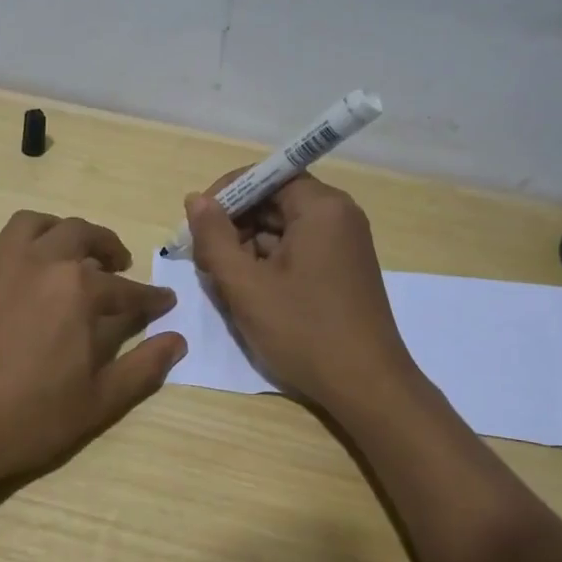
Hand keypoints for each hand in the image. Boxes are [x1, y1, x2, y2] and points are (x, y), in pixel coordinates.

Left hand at [0, 210, 186, 490]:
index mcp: (78, 290)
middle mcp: (37, 265)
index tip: (164, 302)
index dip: (150, 298)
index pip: (125, 289)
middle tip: (115, 263)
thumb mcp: (98, 402)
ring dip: (49, 228)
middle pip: (78, 235)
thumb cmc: (29, 420)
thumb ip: (143, 368)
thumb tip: (177, 340)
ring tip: (59, 245)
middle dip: (104, 244)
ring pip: (24, 227)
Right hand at [184, 175, 417, 412]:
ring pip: (283, 229)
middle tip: (204, 259)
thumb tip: (195, 200)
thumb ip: (214, 237)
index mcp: (322, 208)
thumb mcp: (246, 285)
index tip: (196, 222)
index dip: (227, 193)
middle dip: (234, 225)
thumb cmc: (303, 331)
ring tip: (223, 282)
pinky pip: (297, 251)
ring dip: (247, 248)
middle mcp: (339, 216)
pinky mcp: (342, 270)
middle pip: (274, 201)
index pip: (267, 175)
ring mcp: (343, 245)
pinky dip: (268, 264)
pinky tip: (248, 293)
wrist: (365, 386)